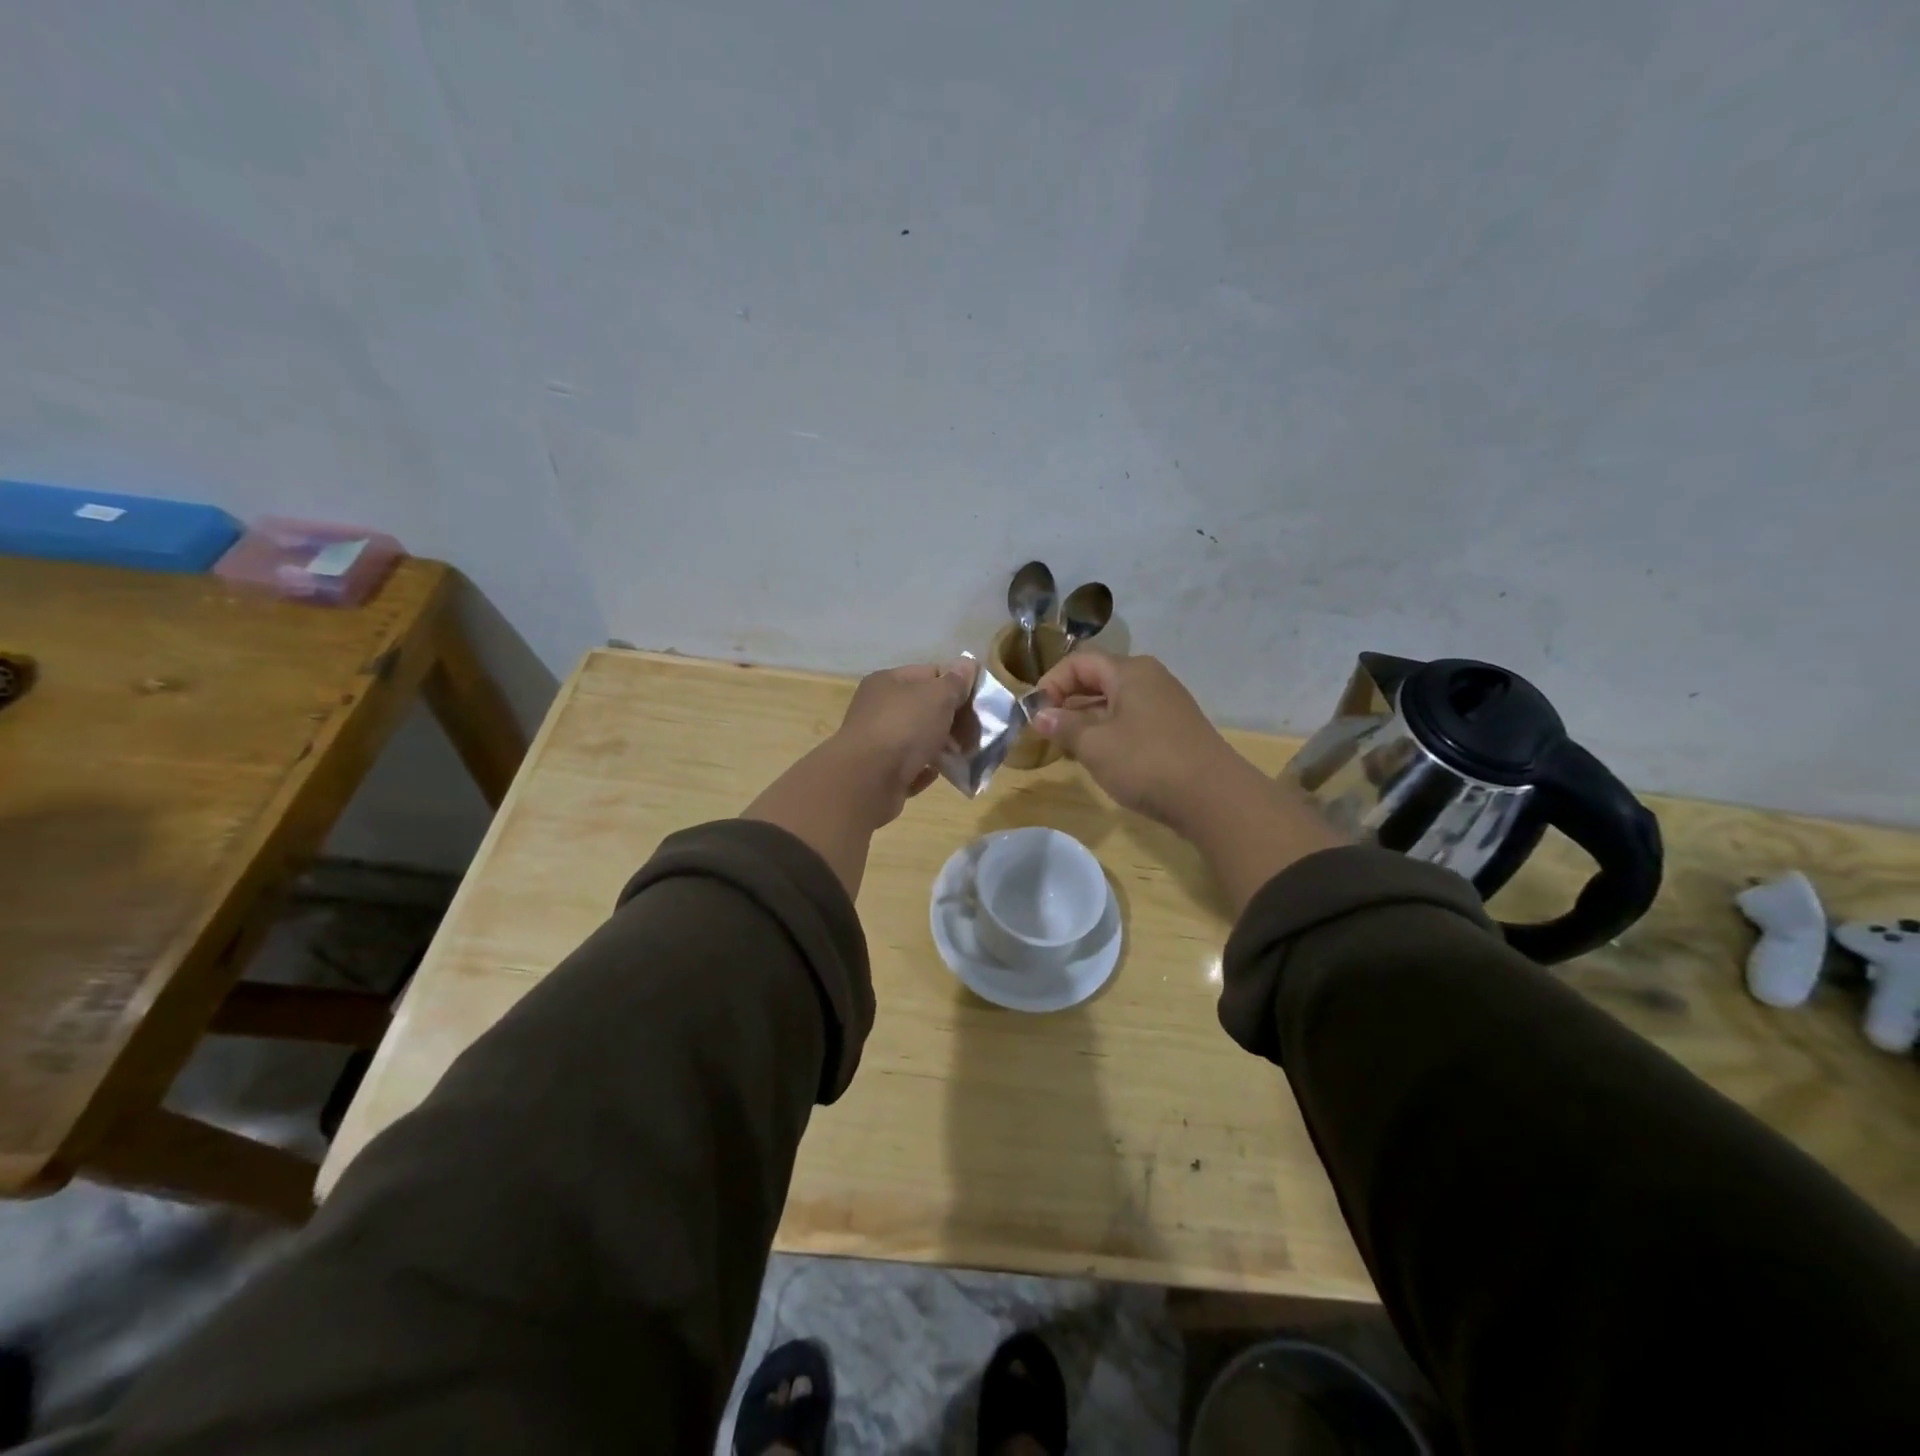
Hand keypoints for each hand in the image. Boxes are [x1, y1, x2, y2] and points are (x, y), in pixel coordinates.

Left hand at [744, 658, 976, 897]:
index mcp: (888, 682)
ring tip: (964, 755)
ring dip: (943, 747)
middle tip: (975, 733)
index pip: (930, 673)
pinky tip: (942, 773)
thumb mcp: (937, 696)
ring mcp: (878, 742)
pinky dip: (927, 769)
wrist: (867, 780)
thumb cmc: (904, 727)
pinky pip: (911, 767)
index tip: (978, 702)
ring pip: (919, 739)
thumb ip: (955, 681)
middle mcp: (879, 708)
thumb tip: (967, 664)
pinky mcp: (881, 773)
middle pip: (925, 708)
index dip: (957, 684)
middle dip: (953, 719)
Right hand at [1030, 650, 1345, 909]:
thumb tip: (1040, 715)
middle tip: (1046, 731)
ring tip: (1068, 748)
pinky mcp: (1174, 729)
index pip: (1078, 662)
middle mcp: (1150, 679)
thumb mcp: (1095, 746)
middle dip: (1067, 702)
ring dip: (1086, 720)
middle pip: (1097, 679)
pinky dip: (1109, 732)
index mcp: (1130, 671)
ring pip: (1114, 702)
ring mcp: (1166, 704)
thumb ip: (1064, 726)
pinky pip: (1132, 720)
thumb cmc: (1147, 763)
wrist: (1214, 798)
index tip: (1034, 713)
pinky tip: (1100, 758)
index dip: (1050, 683)